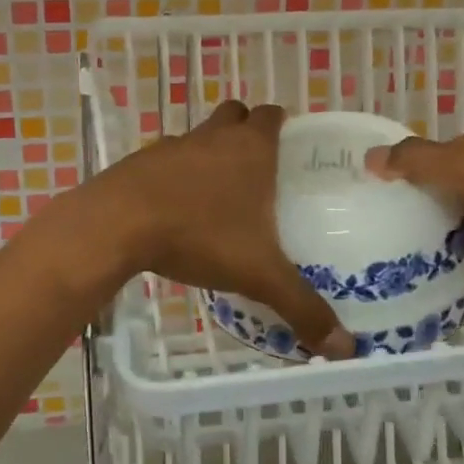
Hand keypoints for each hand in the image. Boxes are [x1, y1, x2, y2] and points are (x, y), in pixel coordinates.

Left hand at [98, 100, 356, 359]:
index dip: (283, 125)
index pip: (272, 115)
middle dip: (247, 130)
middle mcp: (214, 137)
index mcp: (250, 149)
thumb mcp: (258, 275)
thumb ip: (302, 307)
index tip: (291, 148)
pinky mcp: (140, 162)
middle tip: (259, 170)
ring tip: (219, 194)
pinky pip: (167, 160)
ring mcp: (174, 146)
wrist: (117, 224)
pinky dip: (176, 175)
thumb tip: (346, 348)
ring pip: (200, 136)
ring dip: (210, 153)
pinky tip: (177, 209)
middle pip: (235, 115)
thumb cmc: (199, 235)